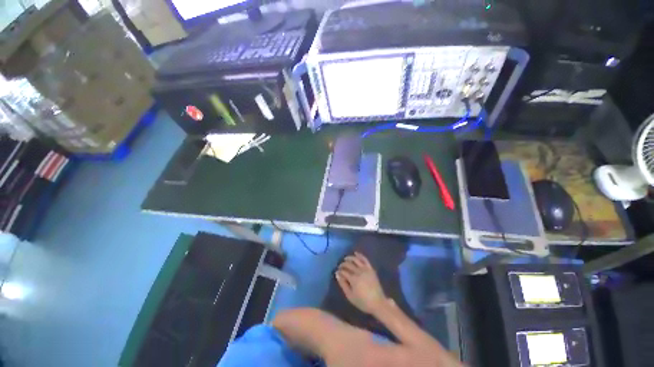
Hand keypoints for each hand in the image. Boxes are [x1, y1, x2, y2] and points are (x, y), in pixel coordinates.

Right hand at [335, 252, 386, 313]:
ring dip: (349, 258)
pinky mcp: (370, 268)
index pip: (343, 271)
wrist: (378, 303)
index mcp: (353, 279)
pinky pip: (364, 259)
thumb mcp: (350, 296)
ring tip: (345, 259)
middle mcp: (359, 271)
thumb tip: (337, 274)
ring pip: (355, 259)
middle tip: (339, 266)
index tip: (336, 272)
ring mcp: (365, 269)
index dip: (339, 271)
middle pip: (348, 264)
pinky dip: (360, 255)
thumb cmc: (363, 302)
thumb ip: (343, 284)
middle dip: (342, 264)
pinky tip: (355, 253)